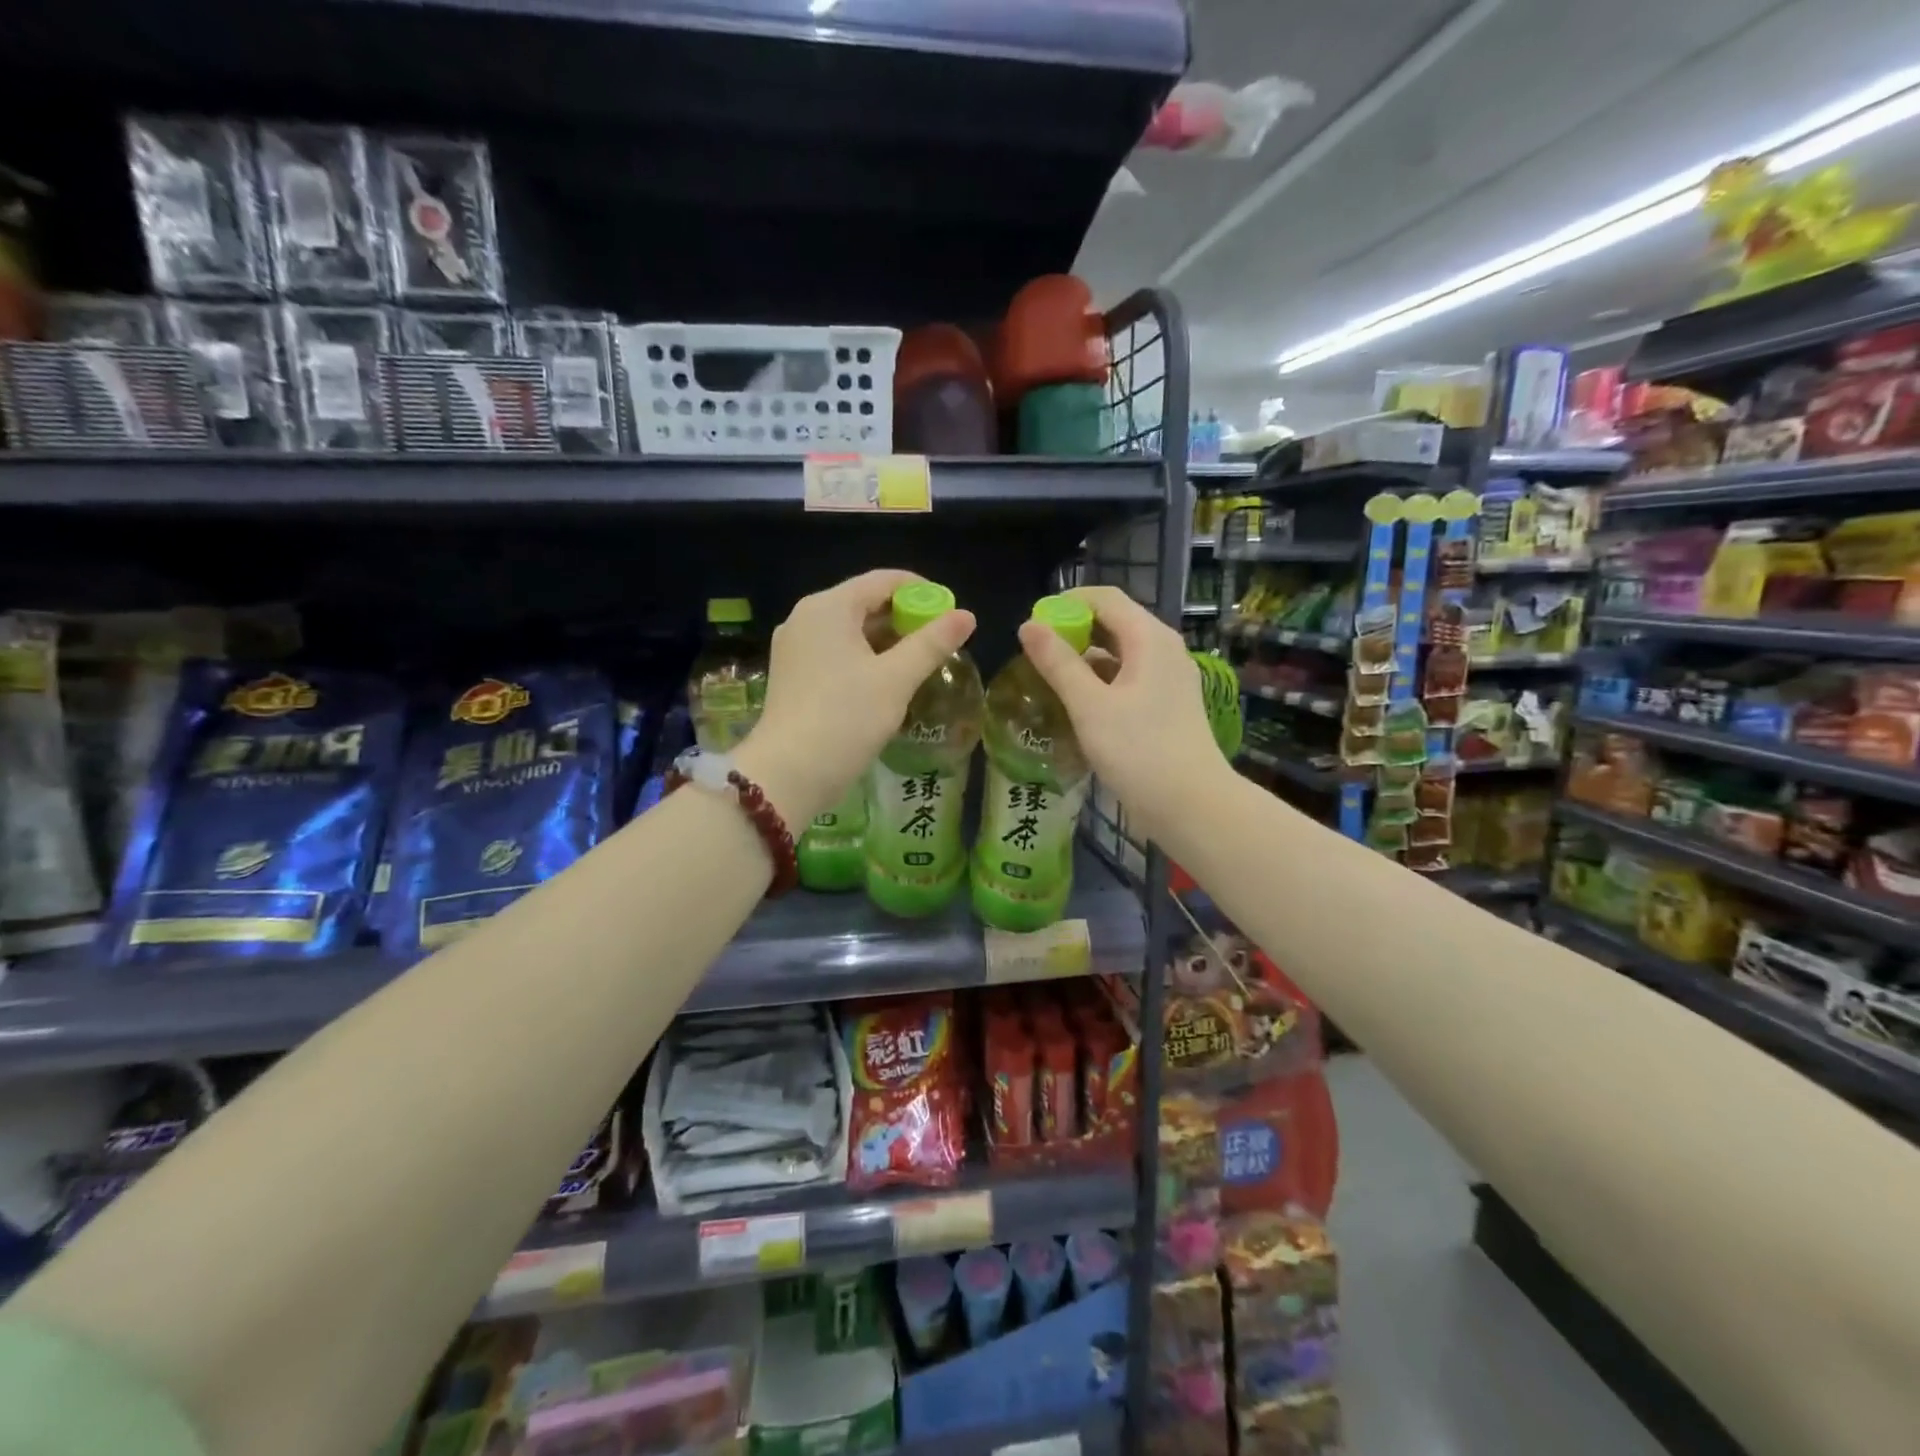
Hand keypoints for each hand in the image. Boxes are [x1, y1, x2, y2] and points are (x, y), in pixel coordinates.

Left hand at [738, 570, 976, 825]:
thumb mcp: (896, 679)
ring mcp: (795, 647)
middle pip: (865, 603)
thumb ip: (932, 643)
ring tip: (920, 663)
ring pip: (850, 630)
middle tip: (940, 642)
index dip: (922, 591)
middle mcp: (806, 618)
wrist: (788, 773)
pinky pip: (836, 652)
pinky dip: (864, 658)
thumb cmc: (846, 718)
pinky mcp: (792, 674)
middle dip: (905, 618)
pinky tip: (887, 681)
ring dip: (887, 641)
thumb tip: (967, 616)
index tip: (951, 612)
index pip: (883, 580)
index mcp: (828, 607)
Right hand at [1016, 585, 1229, 846]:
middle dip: (1074, 630)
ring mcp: (1169, 678)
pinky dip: (1101, 680)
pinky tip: (1078, 702)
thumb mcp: (1089, 705)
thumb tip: (1028, 626)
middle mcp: (1163, 649)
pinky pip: (1129, 677)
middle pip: (1114, 622)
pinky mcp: (1167, 704)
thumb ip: (1057, 663)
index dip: (1066, 603)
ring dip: (1085, 657)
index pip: (1104, 598)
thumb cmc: (1138, 751)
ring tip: (1049, 677)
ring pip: (1120, 652)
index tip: (1033, 625)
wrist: (1191, 805)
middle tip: (1036, 653)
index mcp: (1149, 638)